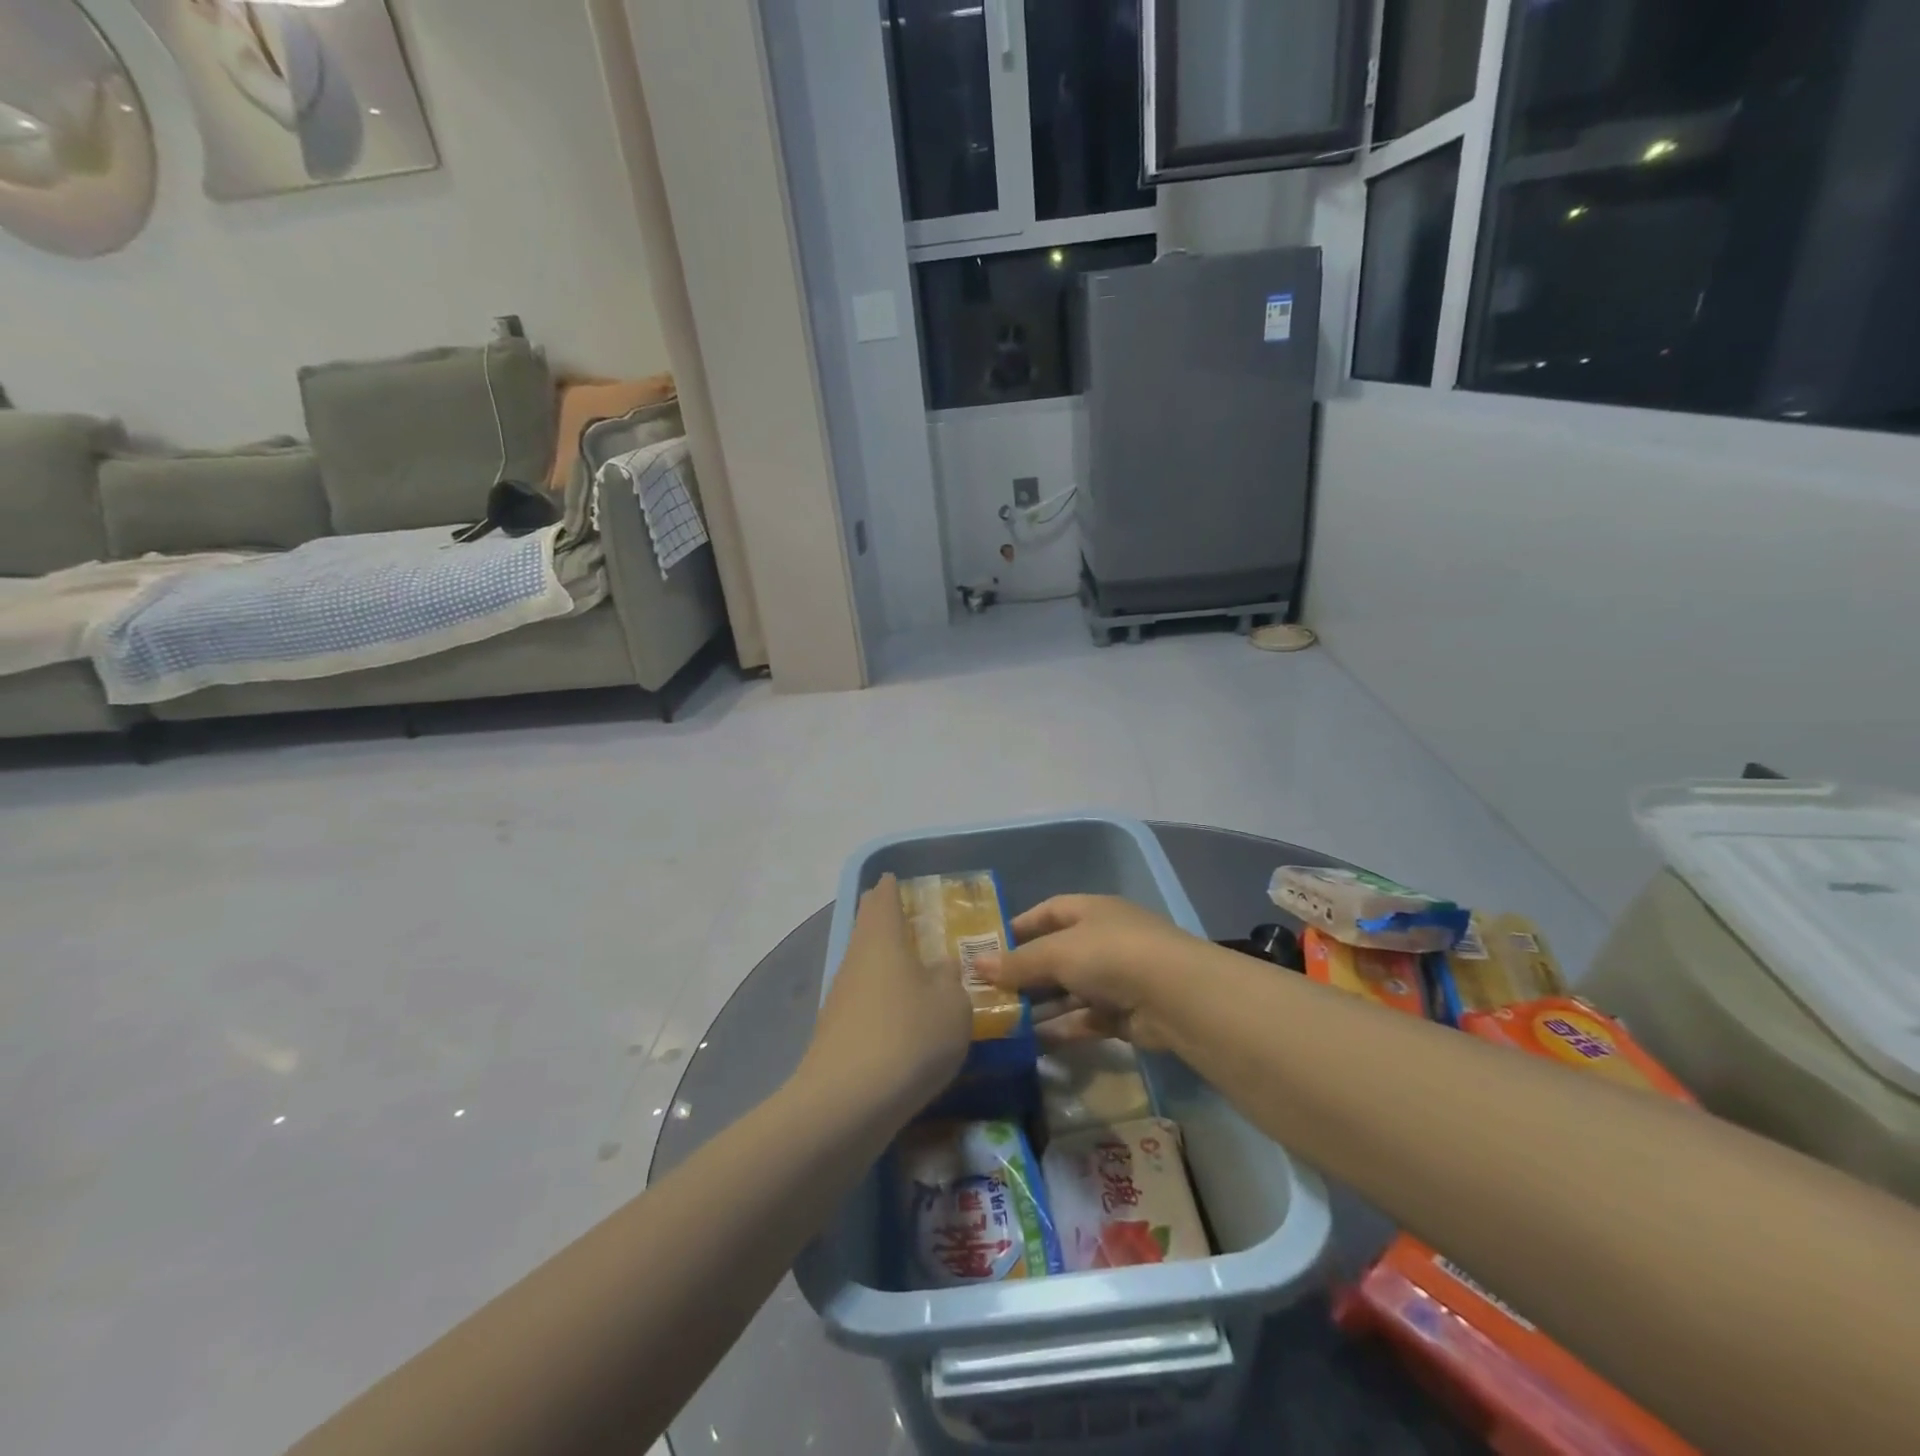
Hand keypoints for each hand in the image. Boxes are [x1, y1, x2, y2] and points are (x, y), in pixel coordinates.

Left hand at [798, 875, 973, 1113]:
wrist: (848, 1104)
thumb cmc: (909, 1036)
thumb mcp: (953, 1004)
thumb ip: (951, 978)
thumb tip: (939, 968)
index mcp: (882, 938)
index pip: (882, 898)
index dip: (891, 887)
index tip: (897, 880)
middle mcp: (855, 959)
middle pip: (867, 929)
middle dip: (884, 921)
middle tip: (910, 920)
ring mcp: (840, 997)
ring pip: (864, 966)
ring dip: (884, 963)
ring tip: (913, 971)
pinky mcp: (835, 1034)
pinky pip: (863, 1001)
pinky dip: (881, 998)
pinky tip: (900, 1018)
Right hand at [975, 895, 1214, 1050]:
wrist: (1176, 996)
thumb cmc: (1110, 955)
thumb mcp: (1057, 953)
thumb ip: (1017, 963)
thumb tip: (975, 965)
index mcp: (1091, 911)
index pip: (1048, 912)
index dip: (1019, 928)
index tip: (988, 948)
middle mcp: (1104, 939)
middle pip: (1057, 954)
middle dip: (1025, 973)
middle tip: (989, 992)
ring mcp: (1117, 977)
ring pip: (1070, 990)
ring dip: (1041, 1005)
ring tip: (1003, 1022)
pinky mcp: (1126, 1014)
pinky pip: (1086, 1019)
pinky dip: (1063, 1028)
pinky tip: (1034, 1042)